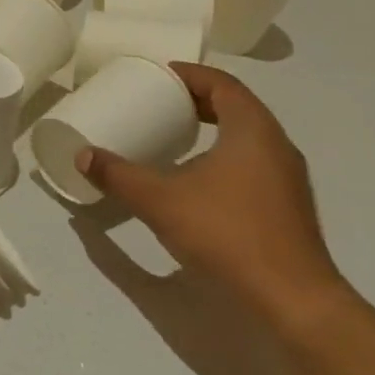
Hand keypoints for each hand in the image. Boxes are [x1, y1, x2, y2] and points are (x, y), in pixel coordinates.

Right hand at [76, 63, 344, 328]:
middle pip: (235, 107)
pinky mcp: (286, 208)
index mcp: (252, 129)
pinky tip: (196, 182)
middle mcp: (276, 146)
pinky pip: (251, 165)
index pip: (221, 83)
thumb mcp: (161, 201)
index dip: (188, 74)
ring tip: (172, 140)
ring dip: (210, 132)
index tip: (157, 76)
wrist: (292, 300)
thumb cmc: (227, 234)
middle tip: (159, 104)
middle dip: (196, 102)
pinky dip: (222, 159)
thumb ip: (119, 175)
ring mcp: (286, 179)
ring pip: (246, 138)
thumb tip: (82, 155)